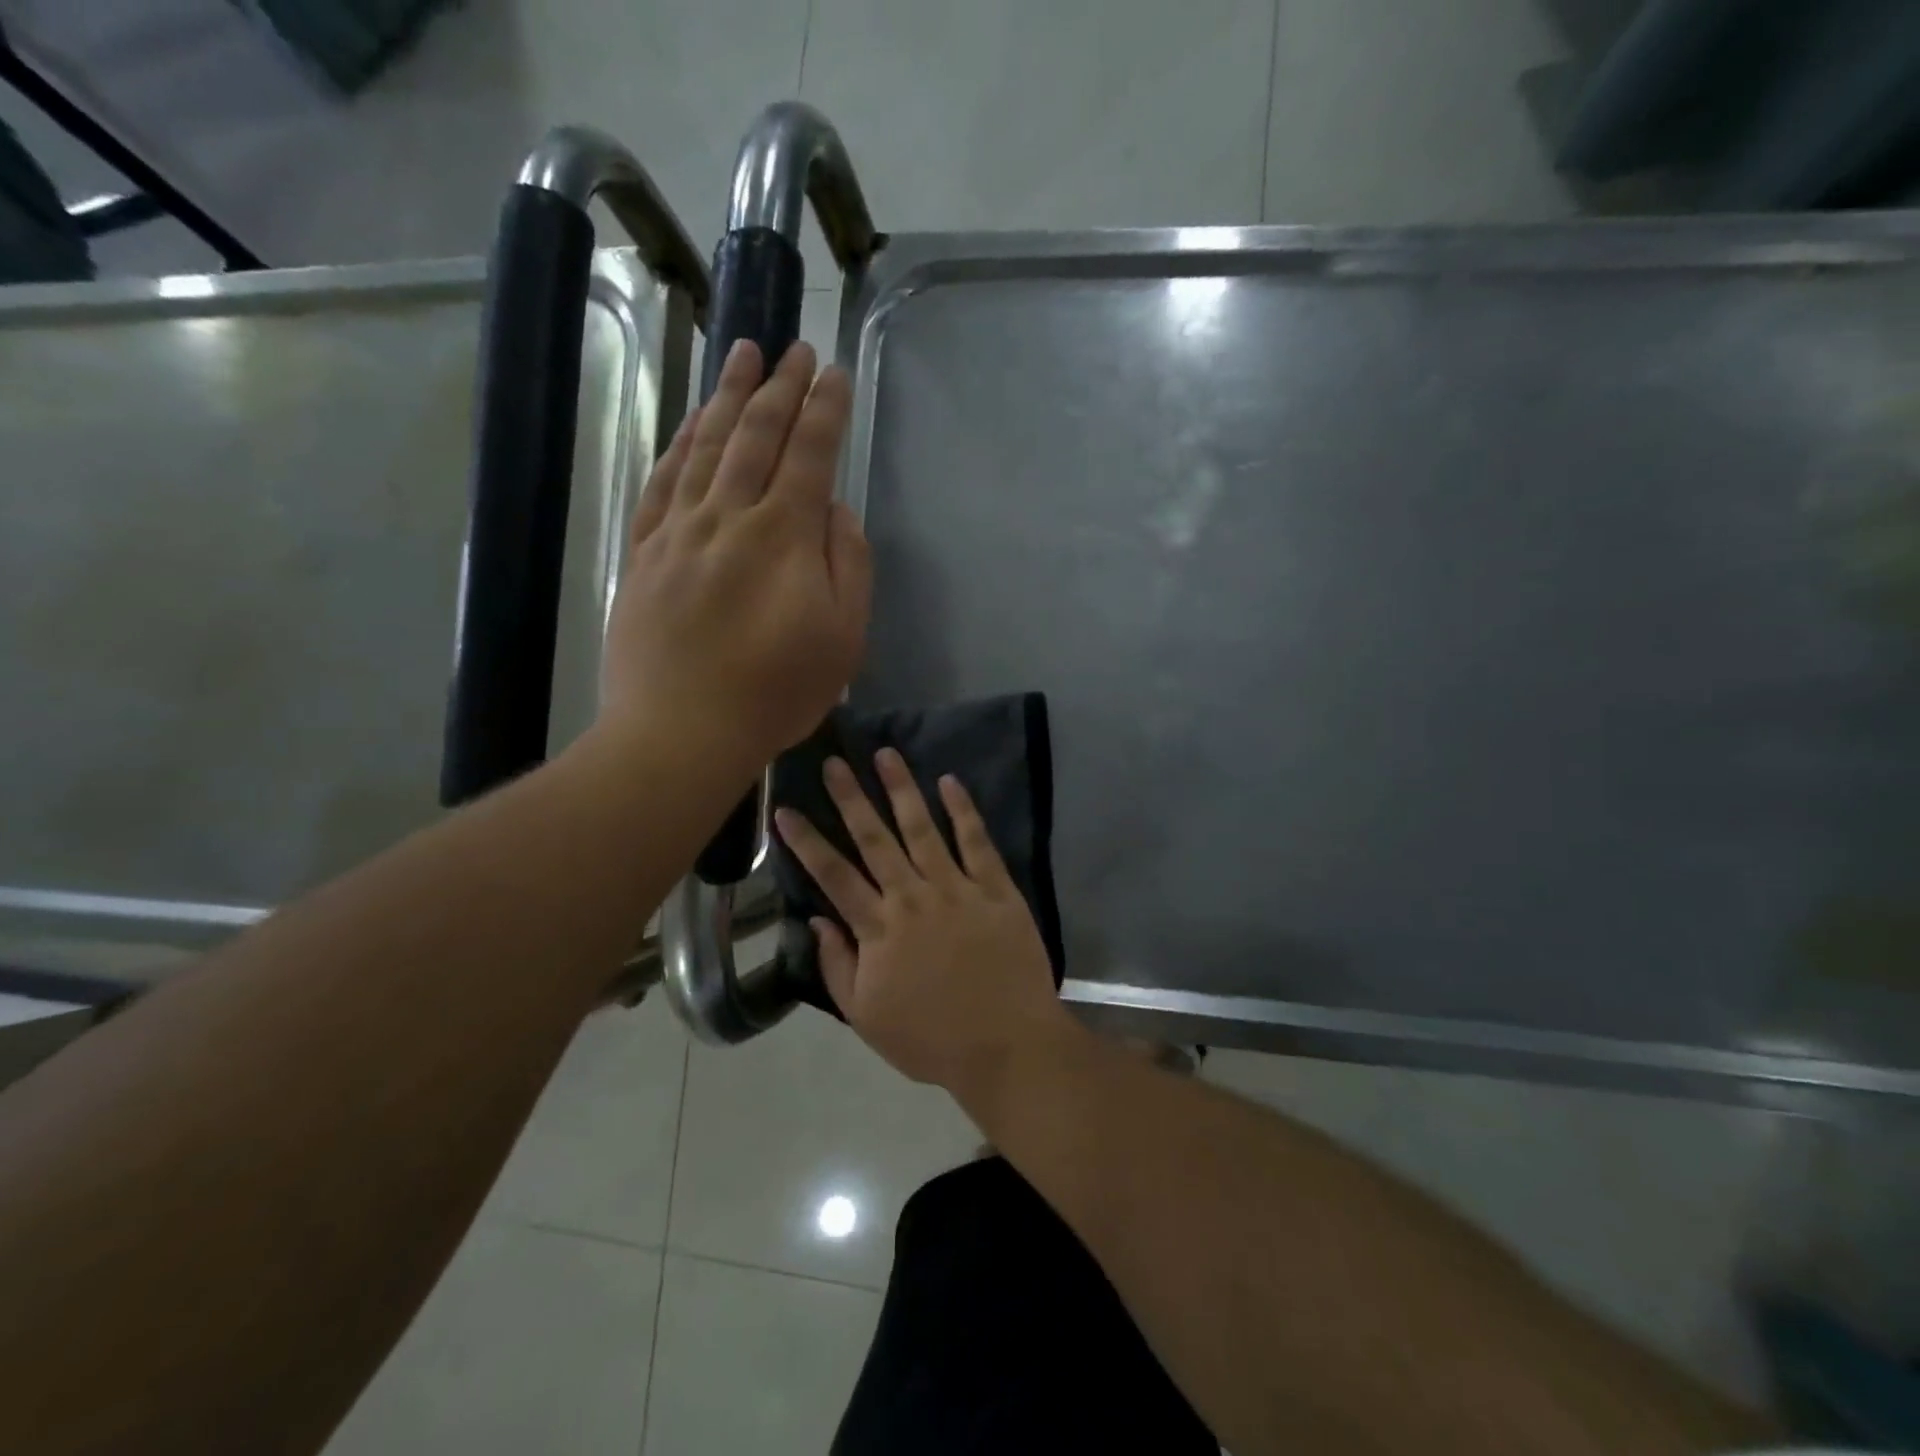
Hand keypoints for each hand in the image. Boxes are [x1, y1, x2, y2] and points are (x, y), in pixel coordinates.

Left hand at [600, 340, 870, 768]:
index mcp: (784, 537)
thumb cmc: (776, 693)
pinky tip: (691, 422)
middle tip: (794, 348)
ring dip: (728, 396)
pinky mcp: (645, 553)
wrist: (681, 732)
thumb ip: (849, 566)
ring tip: (742, 354)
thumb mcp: (843, 639)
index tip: (835, 372)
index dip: (825, 409)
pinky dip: (680, 443)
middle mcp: (729, 517)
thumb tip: (836, 511)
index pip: (810, 454)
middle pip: (756, 436)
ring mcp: (679, 531)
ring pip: (705, 446)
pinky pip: (662, 481)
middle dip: (781, 387)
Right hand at [773, 748, 1076, 1092]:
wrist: (1007, 1046)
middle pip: (874, 840)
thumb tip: (818, 920)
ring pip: (922, 829)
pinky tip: (950, 782)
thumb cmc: (932, 1039)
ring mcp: (957, 889)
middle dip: (850, 799)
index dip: (807, 842)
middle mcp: (913, 898)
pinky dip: (963, 811)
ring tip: (885, 754)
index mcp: (879, 929)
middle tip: (834, 762)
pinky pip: (977, 842)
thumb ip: (838, 966)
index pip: (833, 875)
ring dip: (902, 790)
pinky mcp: (996, 889)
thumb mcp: (866, 1018)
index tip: (785, 809)